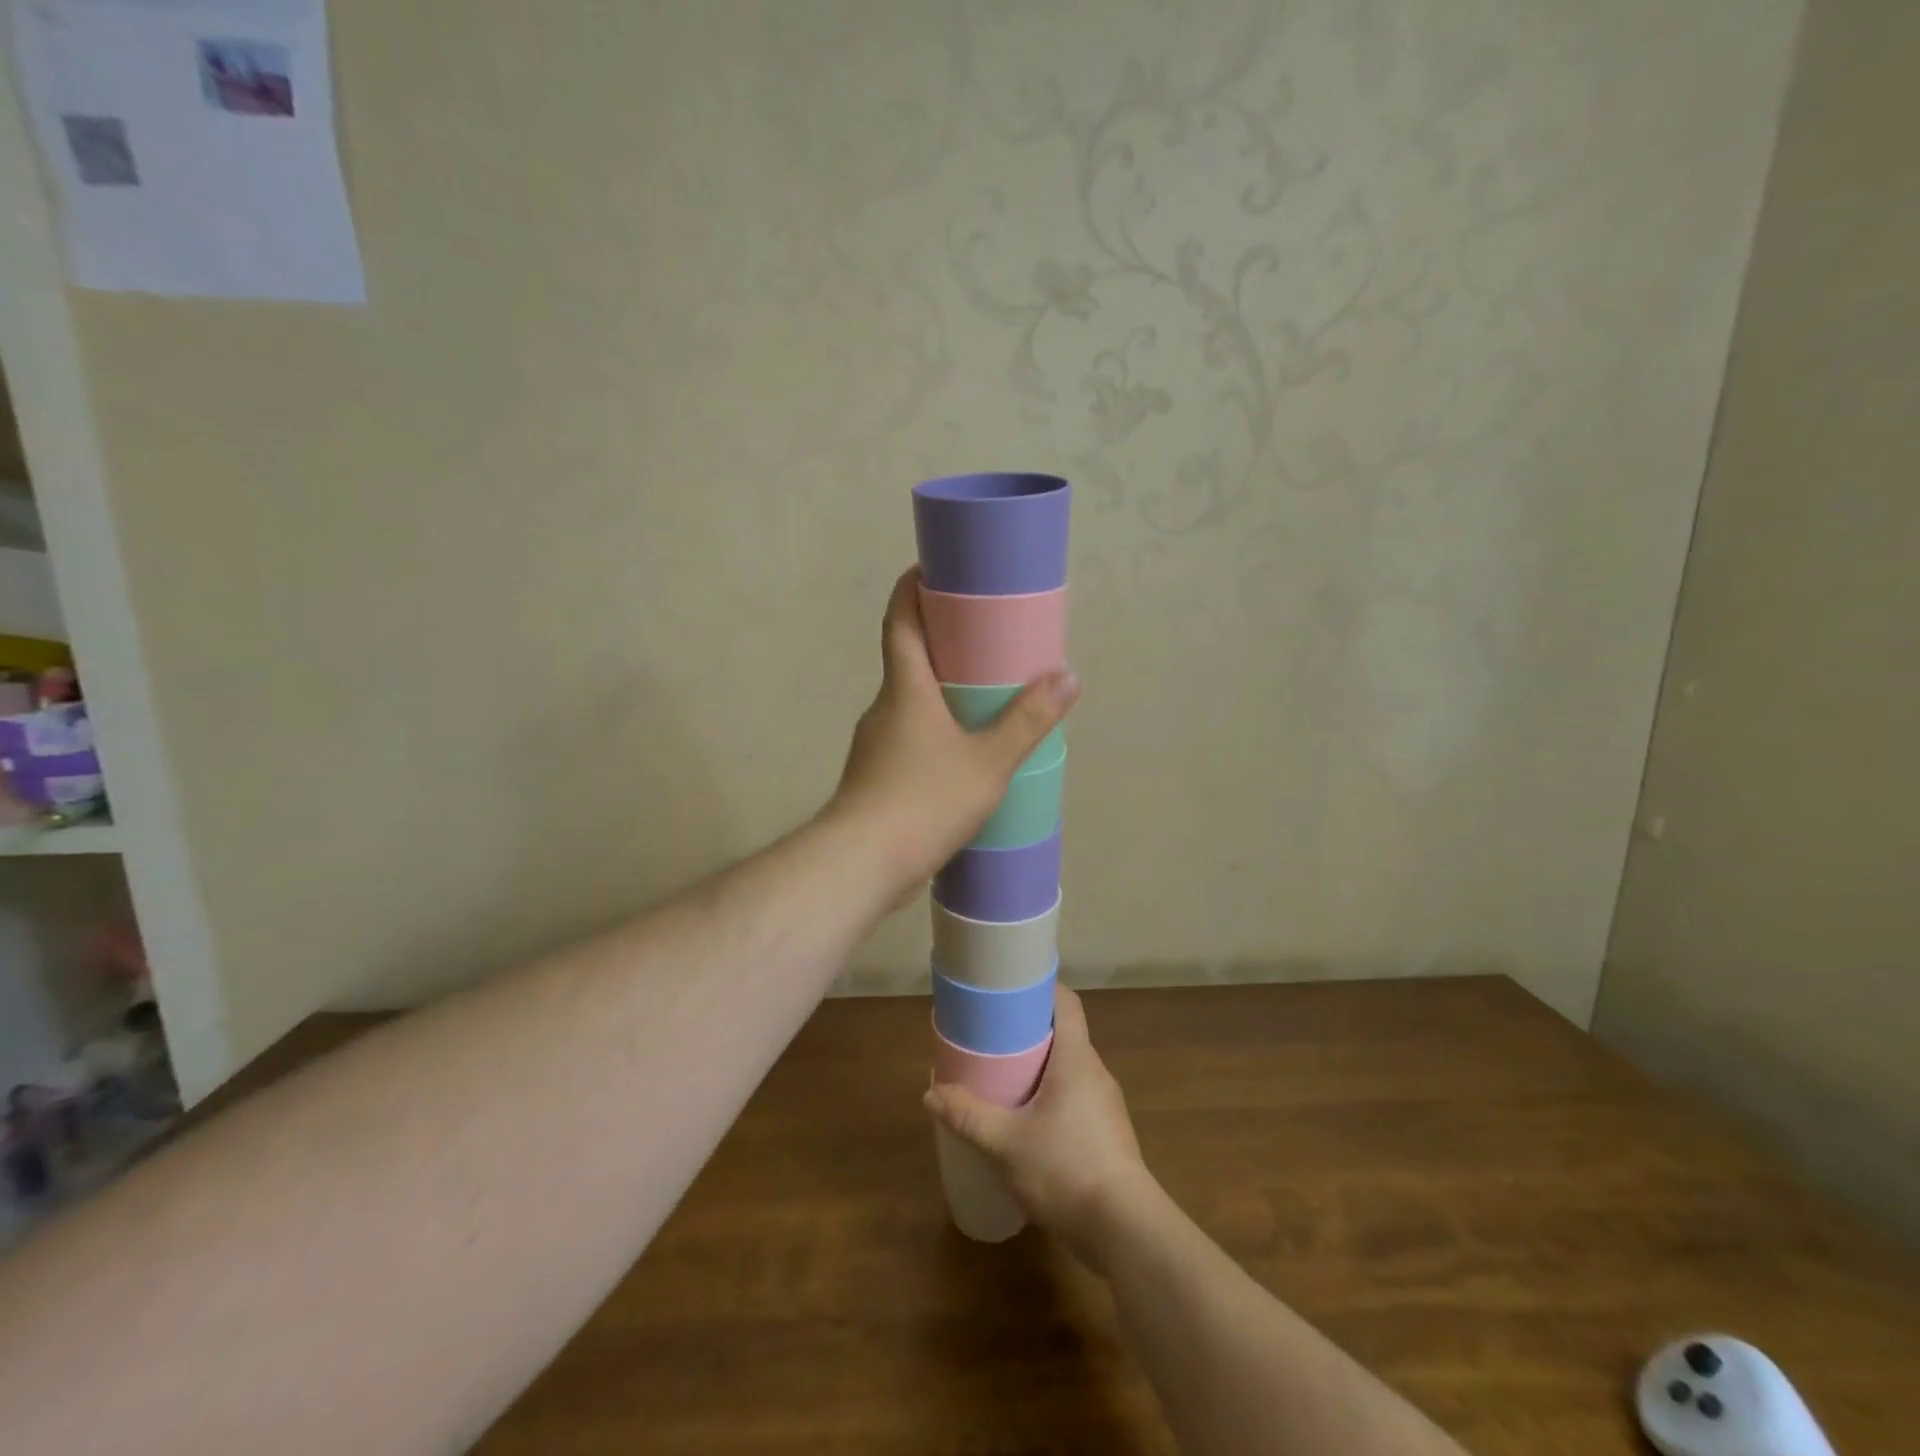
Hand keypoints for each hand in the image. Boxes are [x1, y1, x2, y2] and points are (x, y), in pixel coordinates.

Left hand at [829, 567, 1077, 899]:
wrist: (862, 864)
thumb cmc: (925, 800)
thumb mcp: (988, 761)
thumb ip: (1027, 721)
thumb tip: (1068, 678)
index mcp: (904, 689)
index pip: (900, 621)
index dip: (911, 589)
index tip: (930, 570)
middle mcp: (883, 709)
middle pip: (907, 661)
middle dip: (940, 644)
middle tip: (983, 641)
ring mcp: (873, 746)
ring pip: (908, 705)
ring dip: (938, 695)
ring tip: (981, 703)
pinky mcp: (873, 779)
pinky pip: (907, 741)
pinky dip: (932, 734)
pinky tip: (960, 758)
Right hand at [925, 985, 1154, 1270]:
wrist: (1125, 1231)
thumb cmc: (1065, 1168)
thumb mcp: (1006, 1143)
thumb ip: (968, 1116)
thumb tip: (931, 1092)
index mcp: (1076, 1058)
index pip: (1066, 1003)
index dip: (1042, 987)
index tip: (1011, 987)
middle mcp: (1095, 1072)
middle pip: (1064, 1033)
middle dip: (1030, 1030)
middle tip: (993, 1034)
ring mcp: (1105, 1105)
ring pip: (1069, 1068)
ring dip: (1040, 1066)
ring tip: (1005, 1075)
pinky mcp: (1107, 1134)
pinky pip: (1075, 1097)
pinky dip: (1051, 1095)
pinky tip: (1028, 1120)